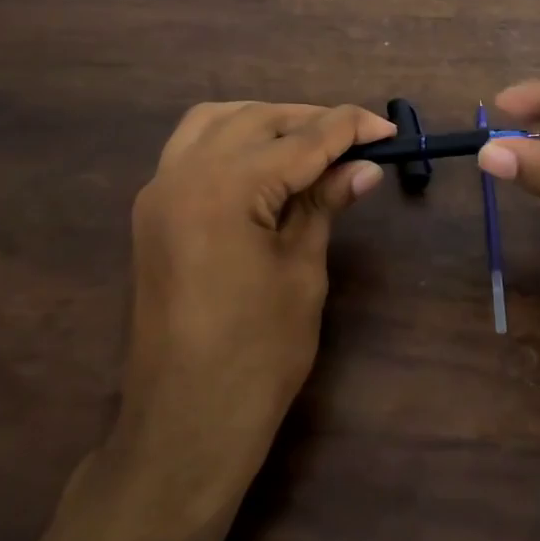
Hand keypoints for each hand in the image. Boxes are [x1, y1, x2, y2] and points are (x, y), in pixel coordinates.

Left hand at [120, 101, 393, 484]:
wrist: (185, 421)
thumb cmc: (257, 355)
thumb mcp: (301, 271)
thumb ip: (323, 206)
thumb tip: (363, 168)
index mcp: (225, 189)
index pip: (300, 141)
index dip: (348, 129)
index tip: (386, 130)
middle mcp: (183, 174)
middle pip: (256, 120)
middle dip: (309, 121)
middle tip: (356, 141)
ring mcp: (159, 191)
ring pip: (215, 122)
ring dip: (265, 122)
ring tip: (309, 144)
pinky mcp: (153, 211)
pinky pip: (190, 149)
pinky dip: (230, 140)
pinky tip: (261, 162)